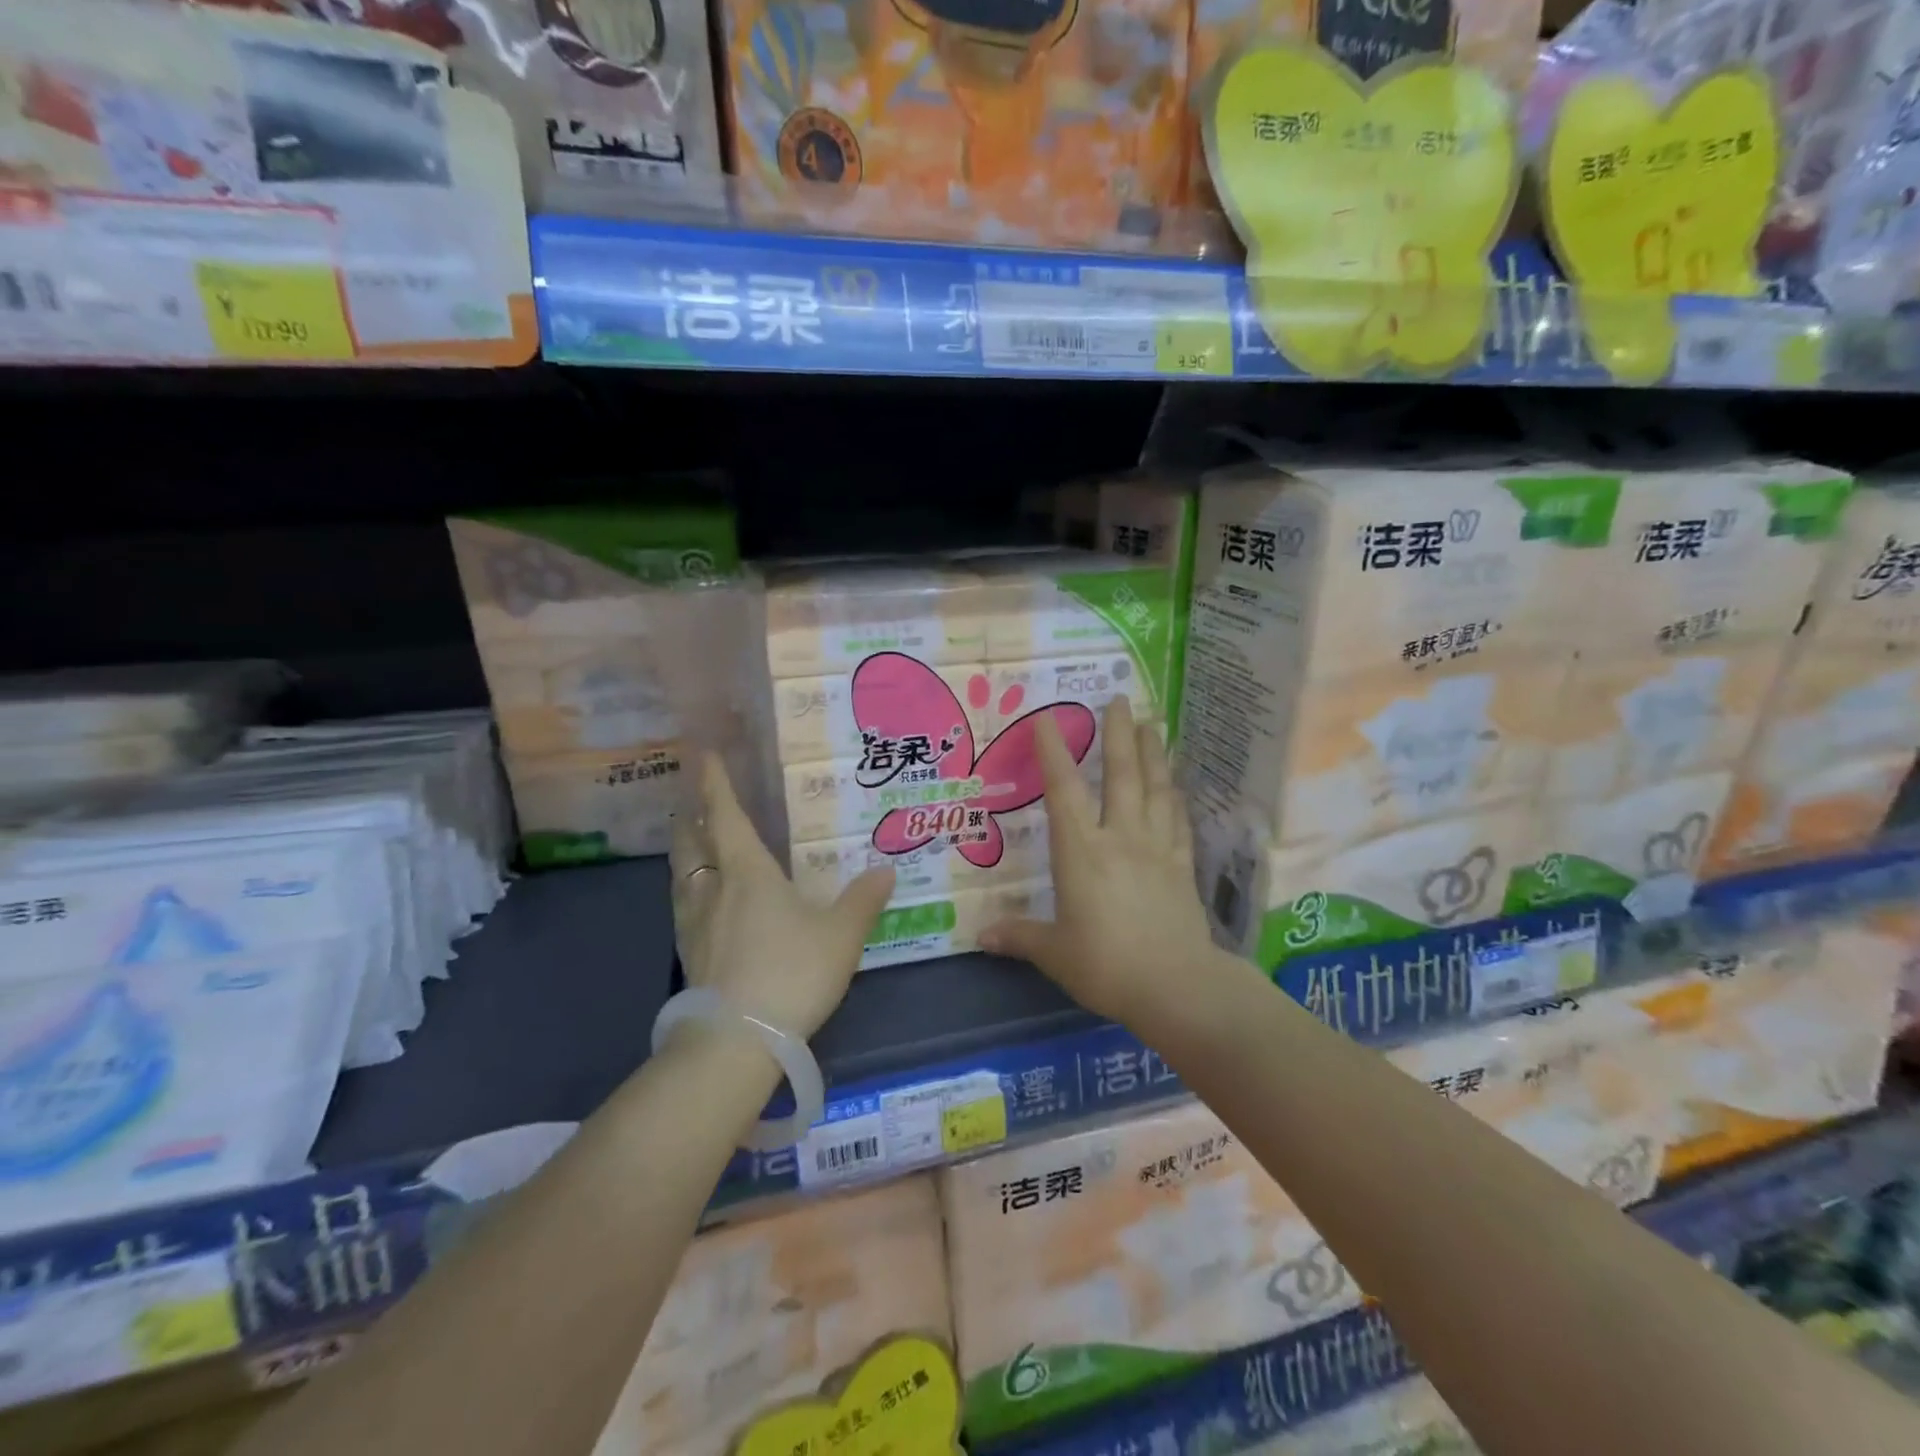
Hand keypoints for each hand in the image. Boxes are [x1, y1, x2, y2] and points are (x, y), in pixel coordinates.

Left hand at [670, 754, 894, 1040]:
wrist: (736, 1042)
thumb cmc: (791, 973)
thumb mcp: (840, 935)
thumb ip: (862, 900)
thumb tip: (885, 870)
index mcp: (746, 871)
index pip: (725, 815)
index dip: (715, 782)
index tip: (705, 755)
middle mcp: (712, 889)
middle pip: (691, 842)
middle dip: (692, 817)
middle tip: (696, 802)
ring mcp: (692, 925)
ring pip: (681, 875)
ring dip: (686, 853)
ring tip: (696, 846)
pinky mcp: (688, 956)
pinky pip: (683, 907)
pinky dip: (689, 889)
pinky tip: (703, 904)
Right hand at [981, 696, 1215, 1027]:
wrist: (1176, 986)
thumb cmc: (1105, 964)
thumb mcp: (1055, 952)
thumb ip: (1020, 937)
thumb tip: (981, 935)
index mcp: (1081, 851)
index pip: (1064, 790)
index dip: (1054, 751)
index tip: (1048, 718)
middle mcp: (1120, 838)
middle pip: (1122, 775)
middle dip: (1119, 734)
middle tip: (1121, 699)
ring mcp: (1157, 849)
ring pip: (1156, 790)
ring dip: (1153, 754)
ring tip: (1152, 725)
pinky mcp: (1183, 867)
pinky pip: (1179, 822)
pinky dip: (1175, 799)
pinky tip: (1176, 786)